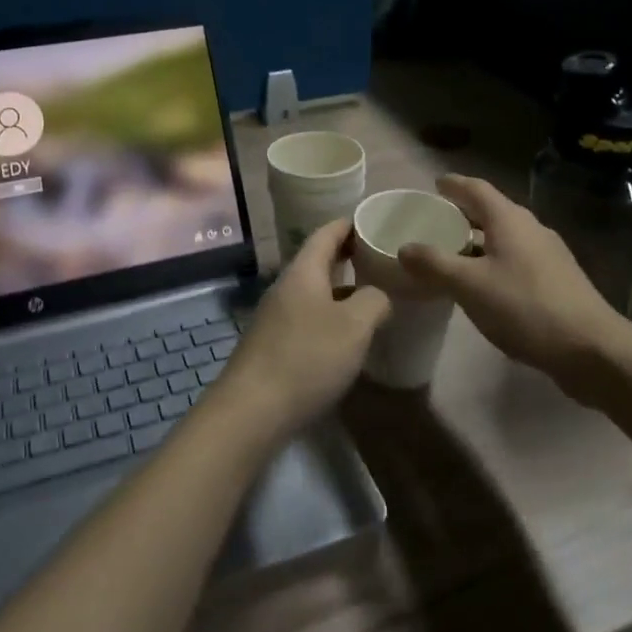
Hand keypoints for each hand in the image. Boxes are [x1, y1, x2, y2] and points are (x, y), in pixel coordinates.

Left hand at [215, 218, 389, 443]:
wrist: (252, 411)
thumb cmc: (307, 358)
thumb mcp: (354, 326)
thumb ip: (374, 301)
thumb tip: (378, 296)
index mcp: (303, 272)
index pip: (325, 234)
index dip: (348, 225)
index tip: (372, 221)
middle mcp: (285, 287)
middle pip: (317, 261)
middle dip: (347, 257)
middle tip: (379, 259)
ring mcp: (275, 317)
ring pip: (313, 292)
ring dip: (340, 290)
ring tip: (370, 297)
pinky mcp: (272, 346)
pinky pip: (307, 318)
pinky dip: (329, 316)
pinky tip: (346, 337)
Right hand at [395, 175, 630, 390]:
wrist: (592, 349)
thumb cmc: (525, 308)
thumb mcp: (470, 286)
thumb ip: (434, 264)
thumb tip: (405, 247)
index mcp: (509, 220)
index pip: (476, 188)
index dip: (453, 184)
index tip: (434, 185)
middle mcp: (531, 228)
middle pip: (491, 211)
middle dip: (463, 213)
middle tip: (435, 222)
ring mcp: (548, 254)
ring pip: (505, 237)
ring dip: (478, 240)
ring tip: (453, 254)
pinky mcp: (558, 280)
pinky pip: (517, 258)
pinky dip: (494, 261)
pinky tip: (484, 285)